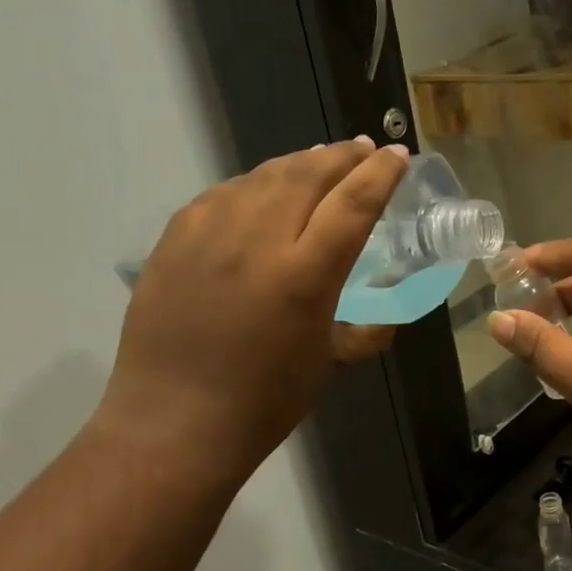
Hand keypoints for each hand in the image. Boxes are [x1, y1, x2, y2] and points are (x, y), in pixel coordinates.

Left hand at [95, 138, 407, 484]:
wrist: (173, 422)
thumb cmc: (265, 401)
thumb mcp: (328, 362)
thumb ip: (364, 331)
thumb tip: (387, 319)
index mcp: (303, 276)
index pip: (353, 204)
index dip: (380, 174)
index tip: (397, 156)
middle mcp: (256, 243)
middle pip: (307, 175)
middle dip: (342, 156)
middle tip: (363, 148)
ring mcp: (208, 236)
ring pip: (263, 176)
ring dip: (299, 163)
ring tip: (320, 159)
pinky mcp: (174, 240)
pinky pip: (222, 194)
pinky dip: (254, 184)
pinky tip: (263, 189)